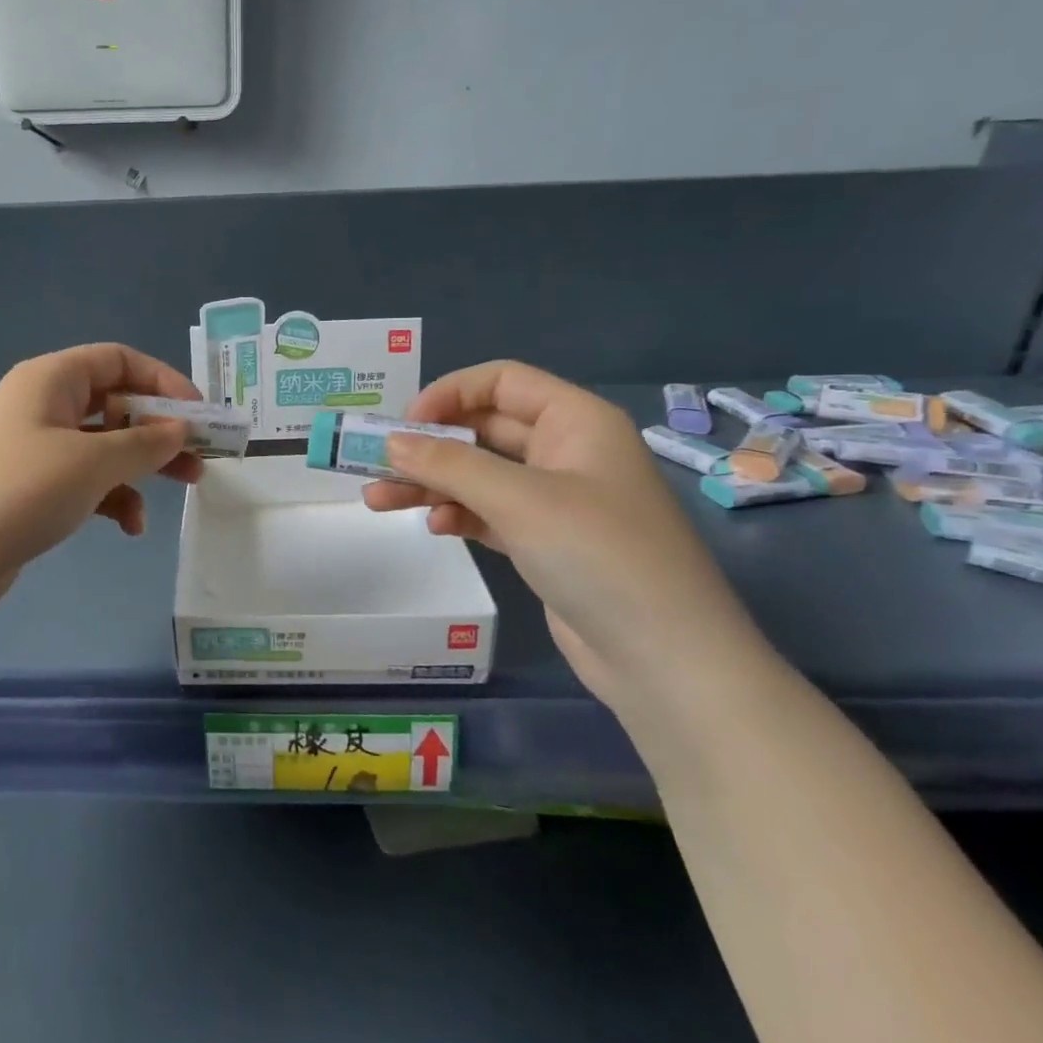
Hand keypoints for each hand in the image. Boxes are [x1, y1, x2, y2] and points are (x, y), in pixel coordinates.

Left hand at [0, 344, 202, 604]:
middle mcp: (41, 405)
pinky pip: (83, 480)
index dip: (163, 380)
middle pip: (115, 403)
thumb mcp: (91, 463)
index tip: (200, 414)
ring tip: (179, 492)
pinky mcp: (28, 488)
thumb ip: (144, 443)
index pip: (118, 359)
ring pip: (103, 446)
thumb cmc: (18, 491)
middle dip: (160, 430)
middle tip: (200, 457)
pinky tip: (129, 527)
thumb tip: (180, 429)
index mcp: (50, 379)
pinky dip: (111, 497)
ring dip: (141, 467)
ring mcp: (32, 448)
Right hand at [363, 362, 762, 707]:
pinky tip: (434, 528)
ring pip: (481, 475)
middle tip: (375, 464)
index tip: (403, 425)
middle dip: (429, 446)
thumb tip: (391, 442)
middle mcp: (567, 451)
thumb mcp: (520, 500)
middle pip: (484, 430)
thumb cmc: (599, 556)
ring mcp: (558, 500)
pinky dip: (459, 515)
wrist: (667, 660)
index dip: (449, 394)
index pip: (501, 382)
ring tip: (377, 500)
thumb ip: (449, 465)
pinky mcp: (547, 542)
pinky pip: (491, 513)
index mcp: (575, 421)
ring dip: (431, 484)